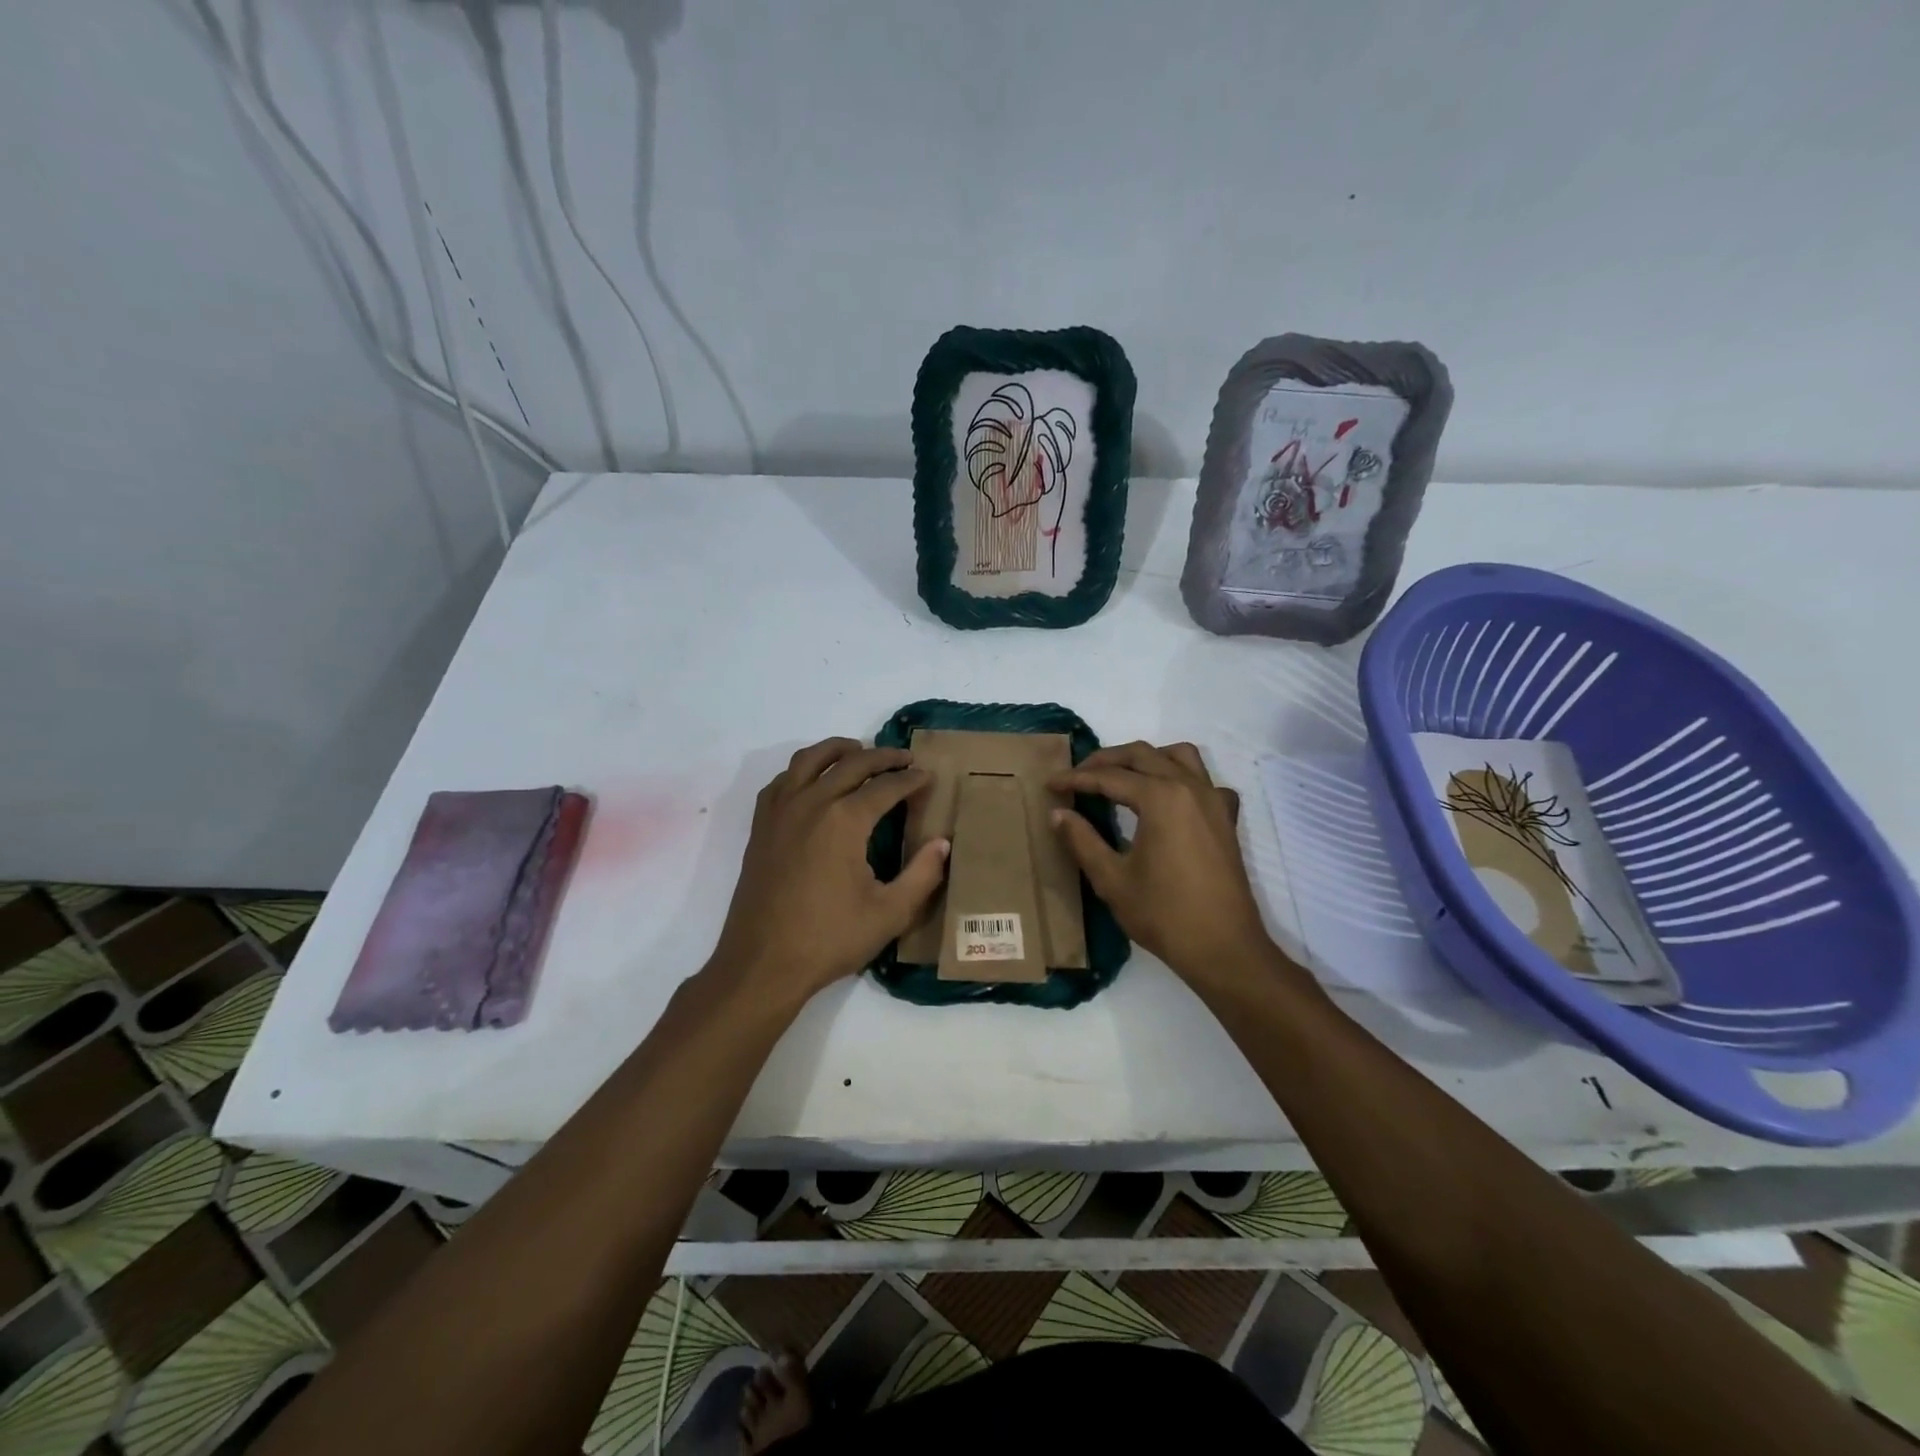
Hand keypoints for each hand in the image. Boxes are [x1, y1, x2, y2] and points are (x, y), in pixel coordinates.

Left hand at [711, 738, 948, 1005]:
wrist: (762, 964)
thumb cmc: (829, 939)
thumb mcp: (890, 913)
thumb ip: (922, 875)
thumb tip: (942, 843)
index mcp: (845, 820)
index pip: (886, 786)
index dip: (911, 779)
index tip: (929, 776)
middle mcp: (811, 803)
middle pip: (851, 762)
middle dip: (883, 757)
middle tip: (905, 759)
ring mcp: (781, 811)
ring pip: (810, 759)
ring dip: (839, 749)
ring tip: (859, 751)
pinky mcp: (761, 826)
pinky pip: (783, 780)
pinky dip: (803, 770)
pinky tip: (815, 781)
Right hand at [1049, 741, 1269, 982]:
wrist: (1223, 948)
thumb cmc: (1163, 914)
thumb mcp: (1112, 879)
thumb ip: (1082, 840)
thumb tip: (1058, 814)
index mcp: (1160, 798)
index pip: (1109, 777)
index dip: (1075, 779)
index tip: (1051, 785)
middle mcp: (1189, 787)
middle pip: (1142, 755)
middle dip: (1106, 761)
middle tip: (1078, 776)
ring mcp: (1213, 800)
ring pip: (1178, 756)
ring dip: (1147, 758)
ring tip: (1122, 776)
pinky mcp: (1226, 818)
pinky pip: (1205, 780)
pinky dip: (1183, 777)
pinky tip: (1170, 799)